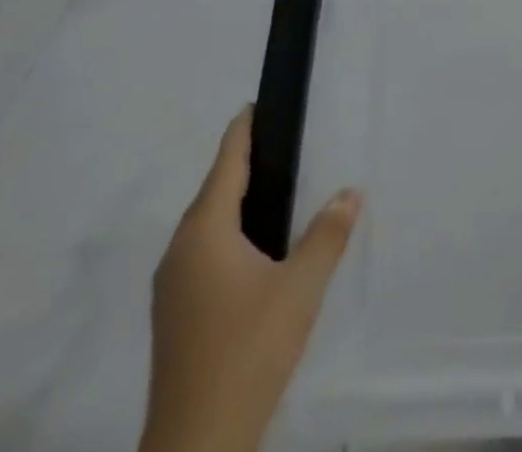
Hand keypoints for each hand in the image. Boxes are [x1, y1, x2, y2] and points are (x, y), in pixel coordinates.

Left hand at [142, 107, 361, 451]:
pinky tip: (255, 250)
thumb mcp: (301, 289)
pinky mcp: (174, 315)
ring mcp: (172, 286)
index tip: (258, 103)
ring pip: (207, 225)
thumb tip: (349, 192)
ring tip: (277, 191)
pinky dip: (229, 234)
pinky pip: (203, 252)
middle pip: (214, 191)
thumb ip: (327, 234)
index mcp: (204, 232)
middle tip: (284, 143)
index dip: (243, 130)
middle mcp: (180, 250)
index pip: (226, 162)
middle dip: (245, 164)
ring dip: (237, 202)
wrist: (196, 448)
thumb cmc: (248, 352)